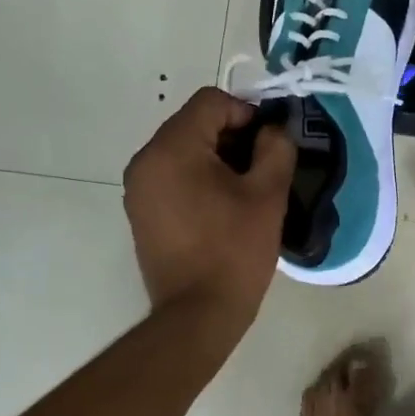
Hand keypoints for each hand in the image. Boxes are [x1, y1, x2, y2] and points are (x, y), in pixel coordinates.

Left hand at [123, 87, 294, 326]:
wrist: (198, 314)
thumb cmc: (235, 250)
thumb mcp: (268, 194)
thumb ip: (276, 147)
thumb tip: (274, 129)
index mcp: (172, 148)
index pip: (211, 102)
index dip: (248, 113)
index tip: (270, 143)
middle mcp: (145, 160)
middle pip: (195, 123)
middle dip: (233, 136)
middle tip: (264, 166)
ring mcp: (138, 187)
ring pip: (184, 149)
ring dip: (217, 157)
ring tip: (246, 189)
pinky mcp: (141, 210)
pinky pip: (173, 175)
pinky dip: (199, 177)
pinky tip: (223, 207)